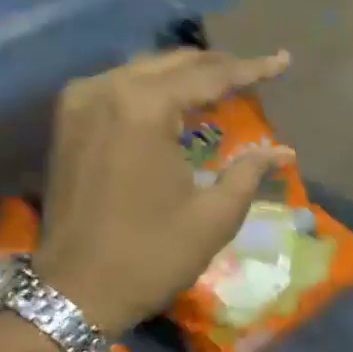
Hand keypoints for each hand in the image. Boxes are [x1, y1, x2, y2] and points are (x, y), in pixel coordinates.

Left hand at [34, 49, 293, 334]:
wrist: (76, 291)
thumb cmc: (152, 254)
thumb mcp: (214, 216)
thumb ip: (249, 172)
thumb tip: (284, 152)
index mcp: (142, 108)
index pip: (208, 76)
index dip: (251, 69)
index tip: (283, 60)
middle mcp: (106, 90)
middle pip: (174, 64)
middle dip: (219, 66)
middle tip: (257, 71)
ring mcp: (80, 103)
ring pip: (145, 71)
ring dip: (186, 76)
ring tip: (225, 83)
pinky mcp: (68, 122)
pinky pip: (121, 87)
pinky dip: (156, 89)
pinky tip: (179, 101)